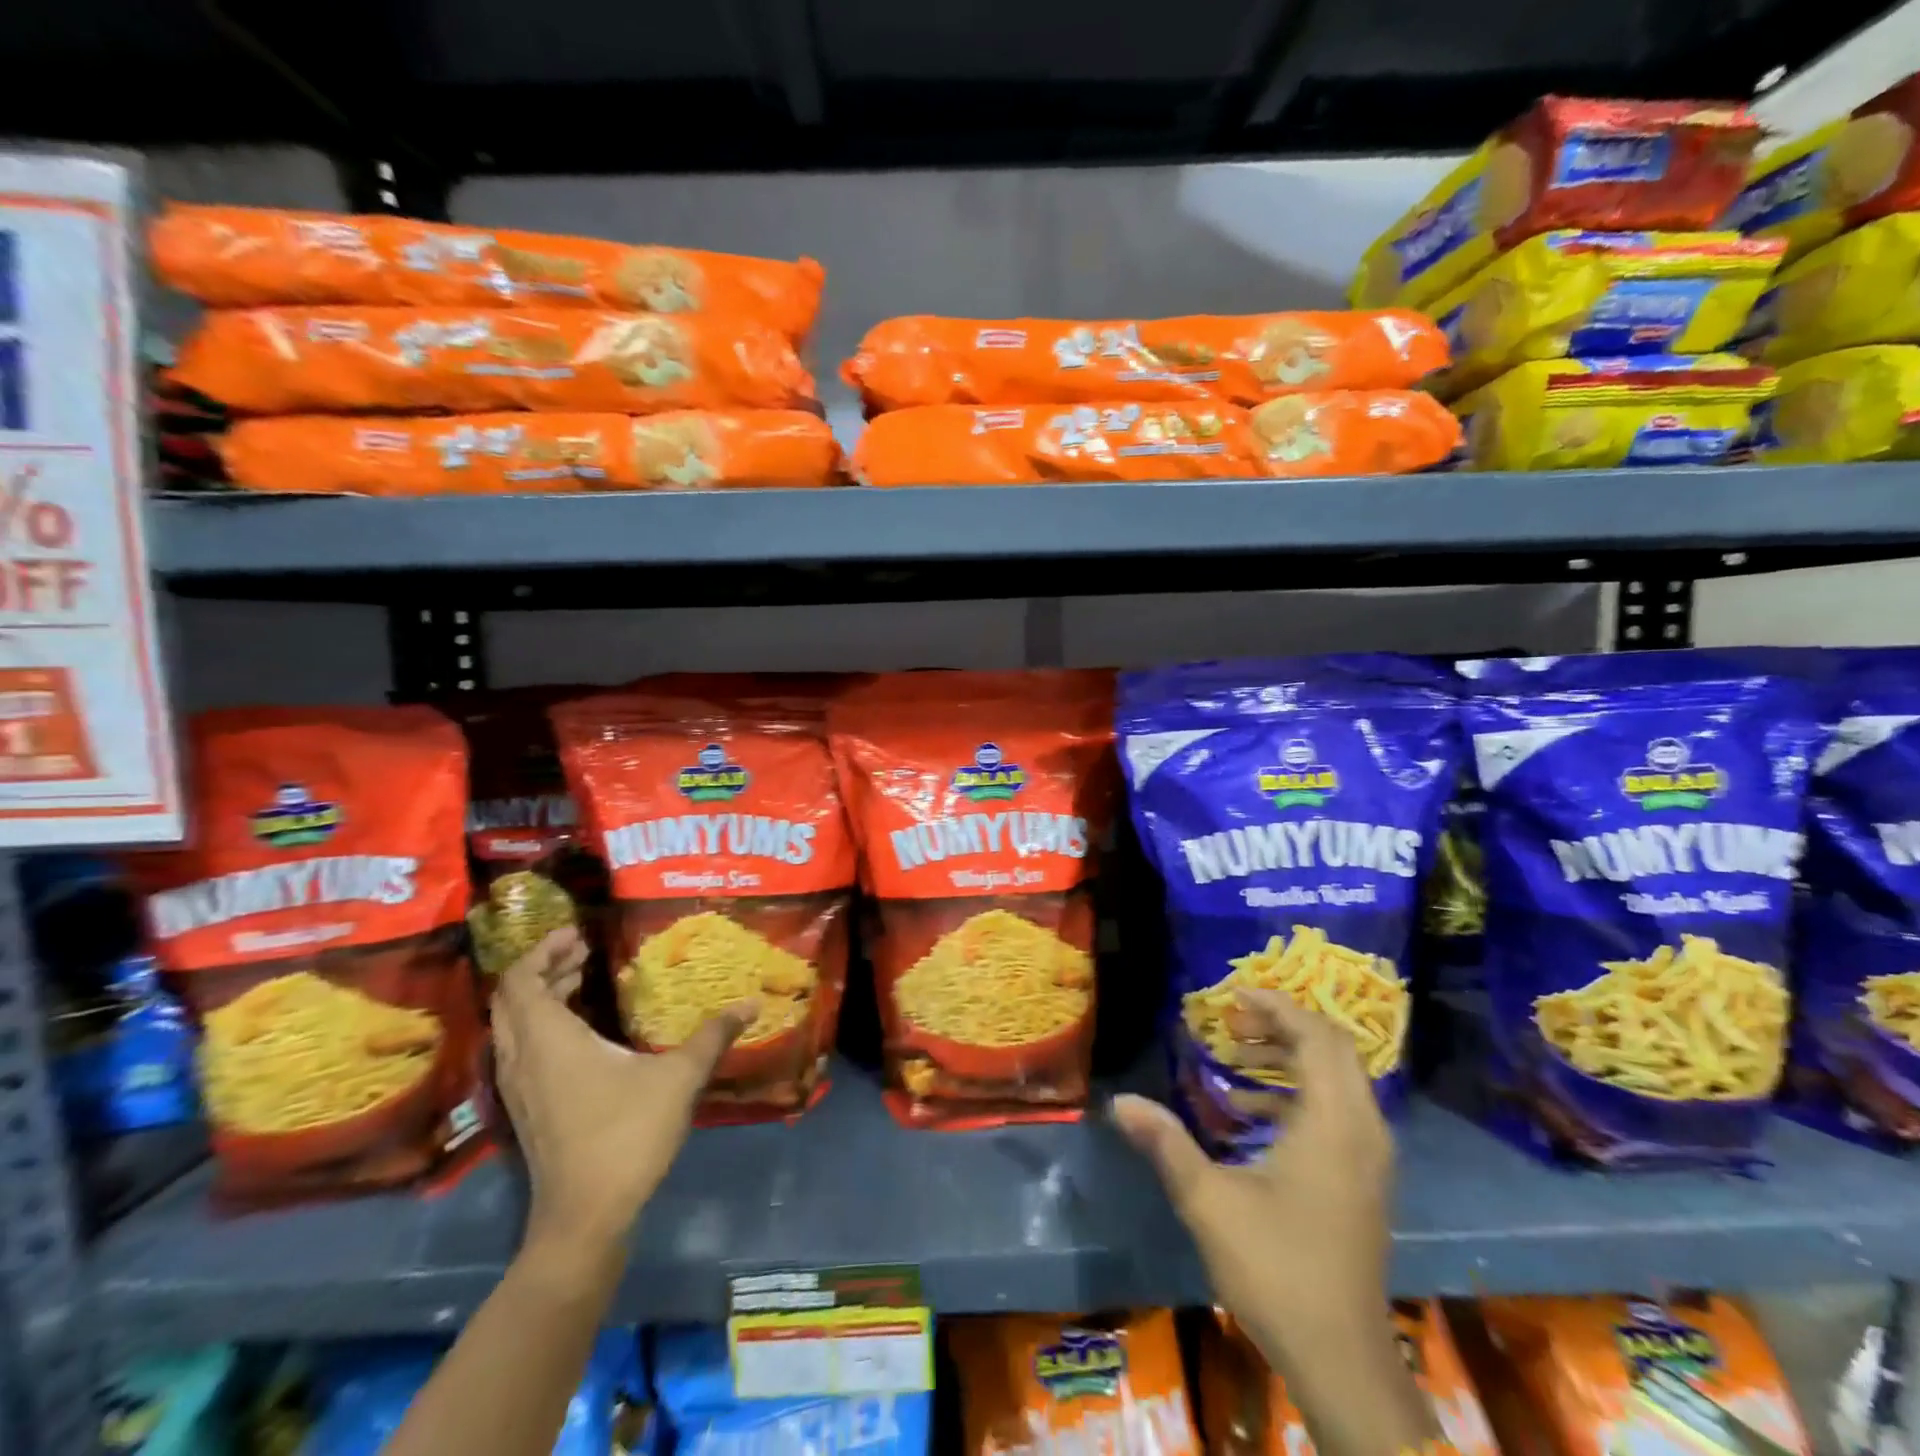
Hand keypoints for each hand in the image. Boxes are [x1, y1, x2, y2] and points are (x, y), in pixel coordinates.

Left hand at [491, 928, 751, 1272]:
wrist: (584, 1218)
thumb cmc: (626, 1135)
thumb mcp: (678, 1078)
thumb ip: (712, 1036)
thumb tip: (750, 1003)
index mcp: (549, 1041)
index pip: (522, 981)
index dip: (543, 950)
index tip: (577, 933)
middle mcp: (523, 1059)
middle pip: (511, 1000)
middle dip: (543, 968)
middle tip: (582, 951)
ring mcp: (520, 1088)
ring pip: (513, 1027)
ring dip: (540, 997)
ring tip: (579, 980)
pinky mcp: (528, 1110)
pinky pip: (521, 1050)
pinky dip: (541, 1025)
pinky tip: (580, 1032)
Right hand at [1112, 989, 1395, 1388]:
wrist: (1342, 1359)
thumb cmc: (1277, 1269)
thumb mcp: (1209, 1201)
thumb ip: (1166, 1143)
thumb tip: (1120, 1103)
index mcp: (1334, 1123)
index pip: (1316, 1036)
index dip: (1276, 1007)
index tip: (1232, 998)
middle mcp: (1363, 1129)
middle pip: (1334, 1048)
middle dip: (1283, 1025)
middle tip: (1232, 1022)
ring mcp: (1371, 1156)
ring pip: (1340, 1077)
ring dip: (1293, 1055)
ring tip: (1239, 1056)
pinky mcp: (1366, 1178)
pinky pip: (1340, 1107)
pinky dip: (1302, 1089)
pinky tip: (1254, 1110)